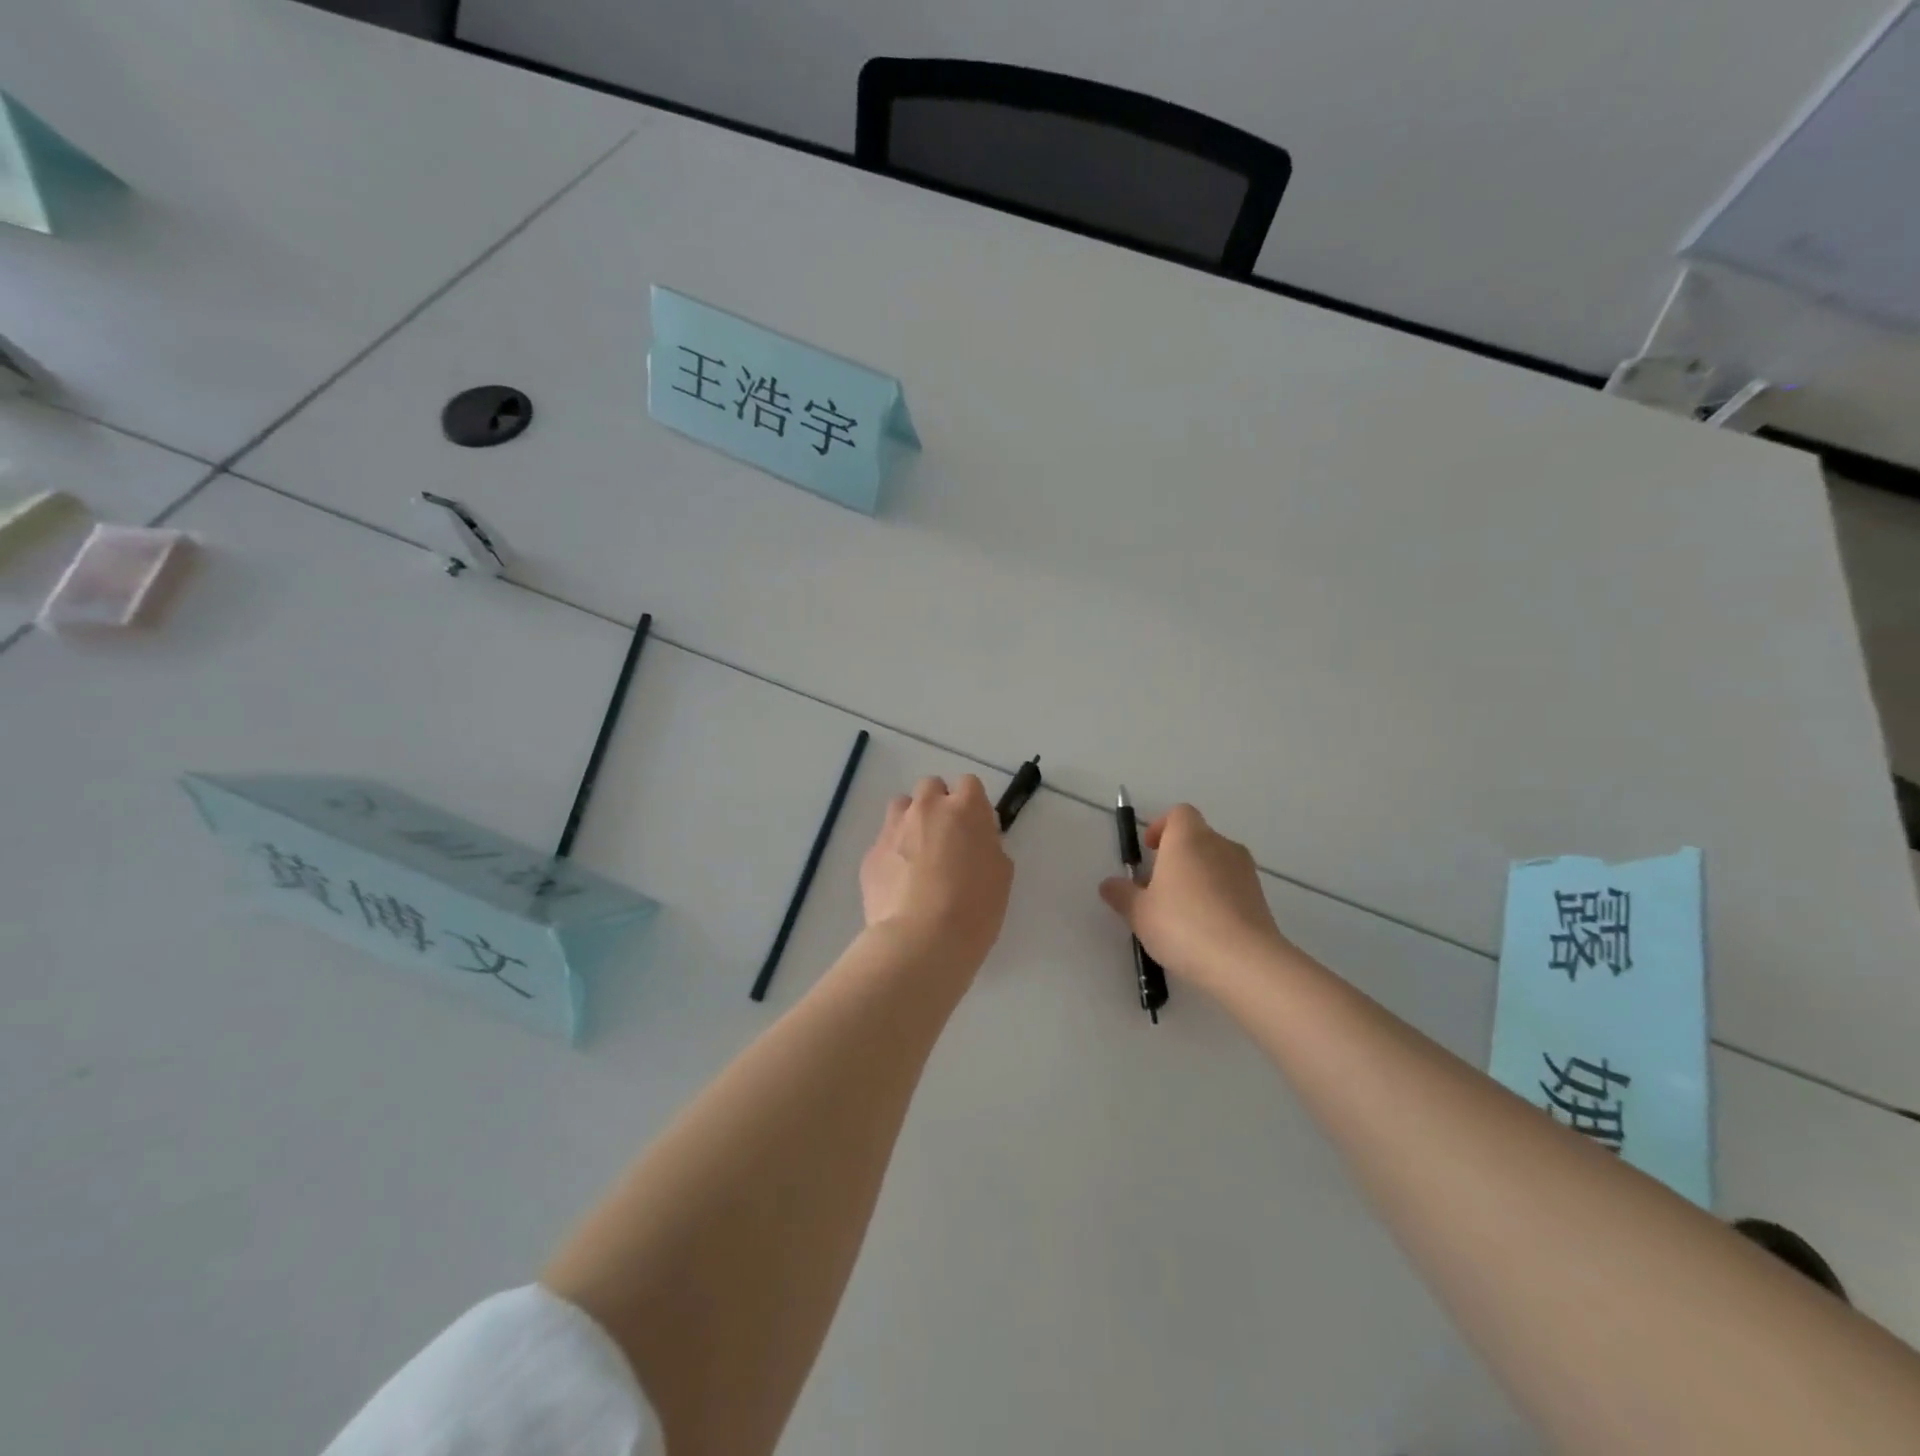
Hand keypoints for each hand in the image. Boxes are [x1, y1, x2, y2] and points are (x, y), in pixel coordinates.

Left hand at [861, 775, 1013, 968]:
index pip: (969, 784)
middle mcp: (926, 809)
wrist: (921, 941)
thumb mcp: (1000, 875)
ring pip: (901, 807)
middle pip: (931, 787)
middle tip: (946, 839)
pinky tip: (899, 884)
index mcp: (964, 809)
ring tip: (918, 855)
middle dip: (938, 805)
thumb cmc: (974, 909)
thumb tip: (974, 841)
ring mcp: (894, 828)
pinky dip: (893, 854)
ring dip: (911, 821)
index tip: (974, 828)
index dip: (972, 804)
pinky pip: (884, 842)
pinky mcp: (871, 854)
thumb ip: (988, 846)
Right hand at [1099, 804, 1289, 991]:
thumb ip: (1122, 894)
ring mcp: (1245, 871)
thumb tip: (1109, 885)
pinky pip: (1232, 887)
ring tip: (1181, 912)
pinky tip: (1205, 929)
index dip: (1162, 827)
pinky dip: (1218, 898)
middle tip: (1158, 886)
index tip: (1149, 851)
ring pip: (1216, 863)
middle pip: (1197, 838)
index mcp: (1188, 838)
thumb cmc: (1182, 924)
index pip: (1179, 814)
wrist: (1244, 962)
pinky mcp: (1261, 898)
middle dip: (1177, 856)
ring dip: (1198, 878)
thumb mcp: (1139, 912)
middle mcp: (1220, 845)